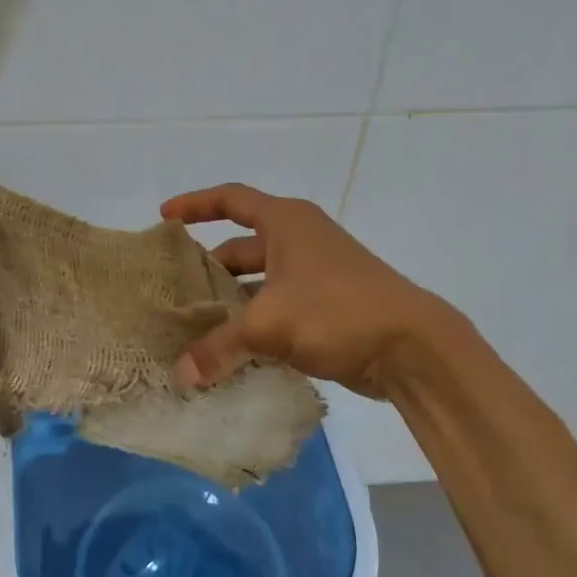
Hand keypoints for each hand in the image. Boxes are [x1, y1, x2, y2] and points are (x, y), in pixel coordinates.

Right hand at [161, 183, 451, 399]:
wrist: (411, 346)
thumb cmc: (336, 311)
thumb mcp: (269, 324)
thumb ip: (219, 347)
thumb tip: (181, 375)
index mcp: (287, 223)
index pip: (232, 200)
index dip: (196, 204)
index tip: (165, 217)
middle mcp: (300, 241)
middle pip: (242, 247)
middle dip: (209, 268)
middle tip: (175, 290)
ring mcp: (316, 275)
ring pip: (259, 283)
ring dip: (231, 302)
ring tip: (195, 326)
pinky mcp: (326, 309)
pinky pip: (277, 309)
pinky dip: (254, 325)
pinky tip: (231, 351)